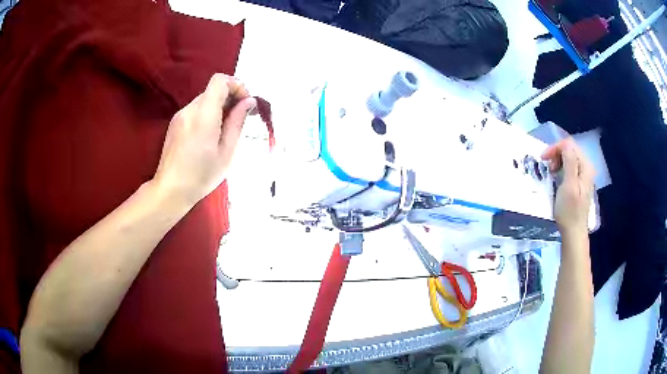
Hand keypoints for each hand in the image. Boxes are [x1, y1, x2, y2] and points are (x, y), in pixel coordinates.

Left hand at [153, 74, 255, 206]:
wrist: (170, 190)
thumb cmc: (201, 176)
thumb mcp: (227, 152)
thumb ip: (238, 122)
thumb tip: (249, 101)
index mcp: (203, 115)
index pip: (220, 80)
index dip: (236, 85)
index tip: (245, 103)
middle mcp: (189, 109)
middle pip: (214, 90)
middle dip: (231, 98)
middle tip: (241, 119)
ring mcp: (180, 115)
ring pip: (205, 100)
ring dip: (220, 108)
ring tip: (225, 132)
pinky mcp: (175, 123)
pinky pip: (196, 110)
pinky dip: (208, 115)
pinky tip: (210, 136)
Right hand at [541, 138, 594, 235]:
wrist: (574, 232)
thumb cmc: (569, 211)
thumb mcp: (569, 185)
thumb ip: (570, 162)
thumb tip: (566, 145)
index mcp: (585, 166)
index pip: (569, 145)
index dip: (555, 148)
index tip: (543, 159)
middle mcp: (587, 167)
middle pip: (570, 150)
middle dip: (556, 154)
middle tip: (547, 167)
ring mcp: (584, 175)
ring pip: (569, 158)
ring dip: (558, 161)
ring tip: (551, 172)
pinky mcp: (580, 183)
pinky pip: (570, 167)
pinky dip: (561, 168)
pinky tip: (557, 176)